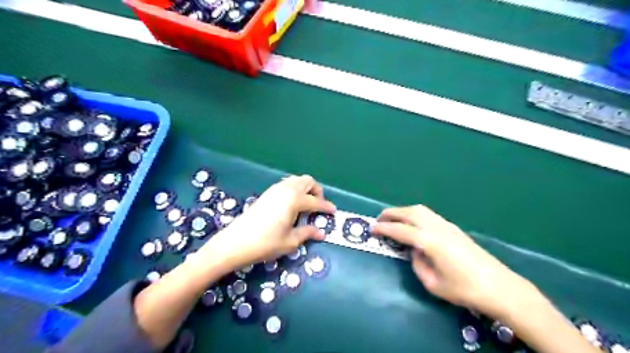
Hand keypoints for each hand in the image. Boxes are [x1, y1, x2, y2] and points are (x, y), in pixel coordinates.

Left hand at [198, 175, 336, 270]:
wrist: (235, 242)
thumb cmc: (265, 243)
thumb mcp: (290, 241)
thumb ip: (307, 233)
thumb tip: (321, 232)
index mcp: (294, 200)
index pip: (316, 201)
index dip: (326, 207)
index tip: (333, 212)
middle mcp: (286, 190)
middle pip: (308, 181)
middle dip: (317, 191)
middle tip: (318, 207)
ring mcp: (275, 190)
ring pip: (296, 180)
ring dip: (305, 189)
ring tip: (306, 206)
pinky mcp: (266, 193)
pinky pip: (286, 184)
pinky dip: (294, 190)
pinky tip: (292, 205)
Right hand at [371, 205, 538, 318]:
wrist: (500, 287)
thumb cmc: (465, 290)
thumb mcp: (433, 284)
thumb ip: (417, 264)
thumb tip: (414, 251)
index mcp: (430, 242)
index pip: (401, 230)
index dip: (384, 228)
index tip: (372, 228)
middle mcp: (437, 228)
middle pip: (409, 213)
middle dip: (391, 213)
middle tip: (379, 219)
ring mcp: (447, 225)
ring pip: (420, 210)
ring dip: (403, 211)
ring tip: (393, 219)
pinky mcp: (453, 228)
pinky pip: (429, 214)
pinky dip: (415, 214)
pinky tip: (413, 224)